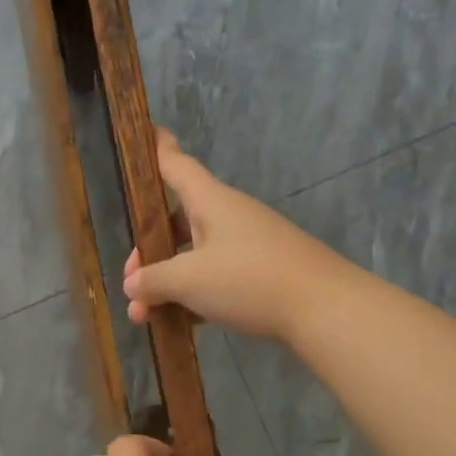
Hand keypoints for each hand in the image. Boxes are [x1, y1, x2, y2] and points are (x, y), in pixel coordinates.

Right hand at [123, 132, 347, 341]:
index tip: (146, 130)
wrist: (323, 308)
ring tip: (145, 318)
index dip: (158, 149)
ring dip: (167, 284)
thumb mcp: (189, 280)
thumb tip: (134, 284)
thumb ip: (153, 280)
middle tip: (132, 285)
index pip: (176, 165)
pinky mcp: (261, 274)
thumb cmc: (249, 279)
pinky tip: (180, 324)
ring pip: (194, 257)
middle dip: (149, 253)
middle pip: (177, 222)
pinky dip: (194, 296)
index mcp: (210, 201)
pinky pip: (216, 278)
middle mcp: (228, 216)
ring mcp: (247, 245)